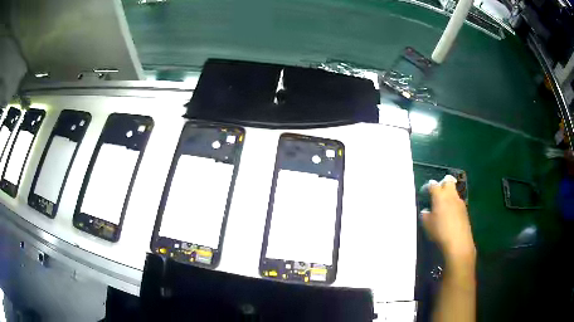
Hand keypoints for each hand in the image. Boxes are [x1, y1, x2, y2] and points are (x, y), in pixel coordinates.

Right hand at [421, 175, 475, 264]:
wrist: (458, 242)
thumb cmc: (440, 232)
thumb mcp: (427, 225)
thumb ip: (425, 215)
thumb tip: (426, 211)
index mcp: (440, 196)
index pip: (433, 185)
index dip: (428, 187)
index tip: (425, 192)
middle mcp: (451, 195)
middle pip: (447, 181)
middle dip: (442, 184)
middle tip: (437, 193)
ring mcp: (459, 201)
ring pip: (454, 192)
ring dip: (449, 195)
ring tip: (443, 206)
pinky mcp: (465, 209)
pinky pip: (457, 202)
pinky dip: (453, 204)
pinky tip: (450, 215)